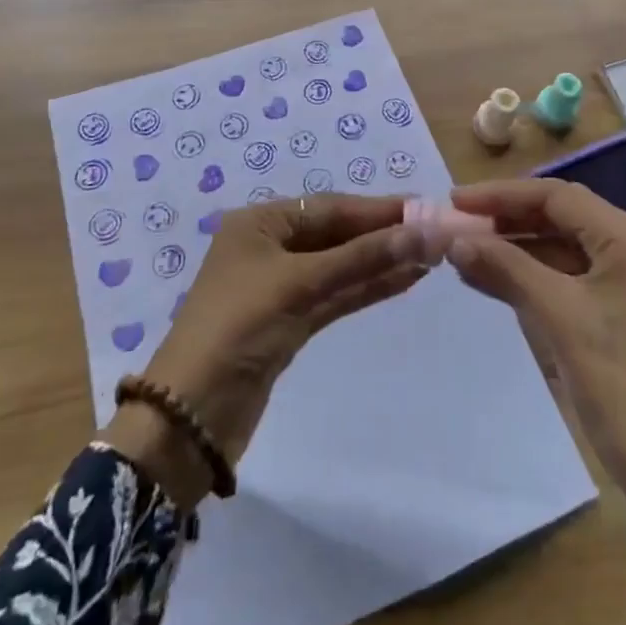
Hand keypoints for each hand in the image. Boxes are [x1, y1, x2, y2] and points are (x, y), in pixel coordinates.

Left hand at [102, 194, 425, 507]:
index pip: (329, 207)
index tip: (424, 206)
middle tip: (436, 231)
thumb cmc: (237, 328)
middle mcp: (271, 246)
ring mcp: (281, 286)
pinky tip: (404, 280)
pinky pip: (336, 295)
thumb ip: (362, 258)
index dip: (377, 209)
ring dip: (381, 261)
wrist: (190, 418)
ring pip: (341, 266)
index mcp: (260, 223)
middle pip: (337, 234)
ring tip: (430, 254)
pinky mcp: (291, 322)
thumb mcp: (299, 284)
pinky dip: (367, 287)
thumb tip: (423, 231)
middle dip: (383, 235)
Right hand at [446, 179, 625, 624]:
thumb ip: (505, 267)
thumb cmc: (621, 387)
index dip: (501, 195)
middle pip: (565, 216)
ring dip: (522, 247)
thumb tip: (454, 240)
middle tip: (458, 224)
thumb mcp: (558, 318)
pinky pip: (581, 276)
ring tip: (470, 250)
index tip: (454, 201)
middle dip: (510, 219)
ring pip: (571, 247)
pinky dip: (542, 275)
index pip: (557, 197)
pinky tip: (503, 279)